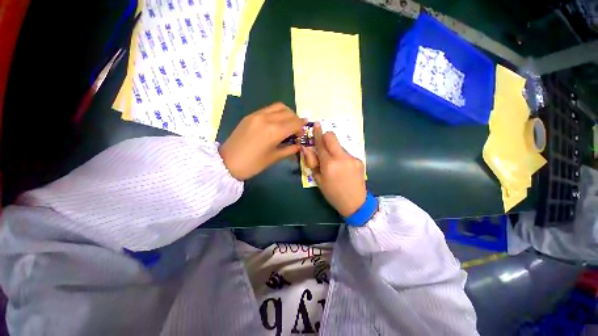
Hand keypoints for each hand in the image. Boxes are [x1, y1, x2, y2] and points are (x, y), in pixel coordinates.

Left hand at [219, 102, 305, 180]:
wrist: (227, 162)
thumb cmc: (253, 164)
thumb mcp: (274, 158)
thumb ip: (290, 150)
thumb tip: (299, 145)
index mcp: (274, 131)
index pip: (295, 123)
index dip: (302, 128)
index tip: (302, 135)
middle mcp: (267, 118)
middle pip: (289, 113)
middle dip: (296, 121)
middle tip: (295, 132)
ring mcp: (257, 114)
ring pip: (279, 107)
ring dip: (288, 114)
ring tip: (287, 125)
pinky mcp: (250, 115)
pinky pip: (269, 109)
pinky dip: (277, 113)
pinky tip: (276, 124)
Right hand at [302, 123, 366, 216]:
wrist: (355, 203)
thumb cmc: (333, 194)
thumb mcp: (318, 180)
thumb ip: (312, 163)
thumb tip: (306, 149)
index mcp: (329, 164)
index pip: (321, 144)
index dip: (318, 133)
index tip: (316, 124)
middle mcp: (341, 157)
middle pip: (333, 137)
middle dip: (326, 137)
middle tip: (323, 145)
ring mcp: (352, 158)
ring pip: (339, 146)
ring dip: (333, 150)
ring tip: (333, 164)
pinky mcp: (359, 160)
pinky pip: (346, 153)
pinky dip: (341, 156)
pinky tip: (342, 168)